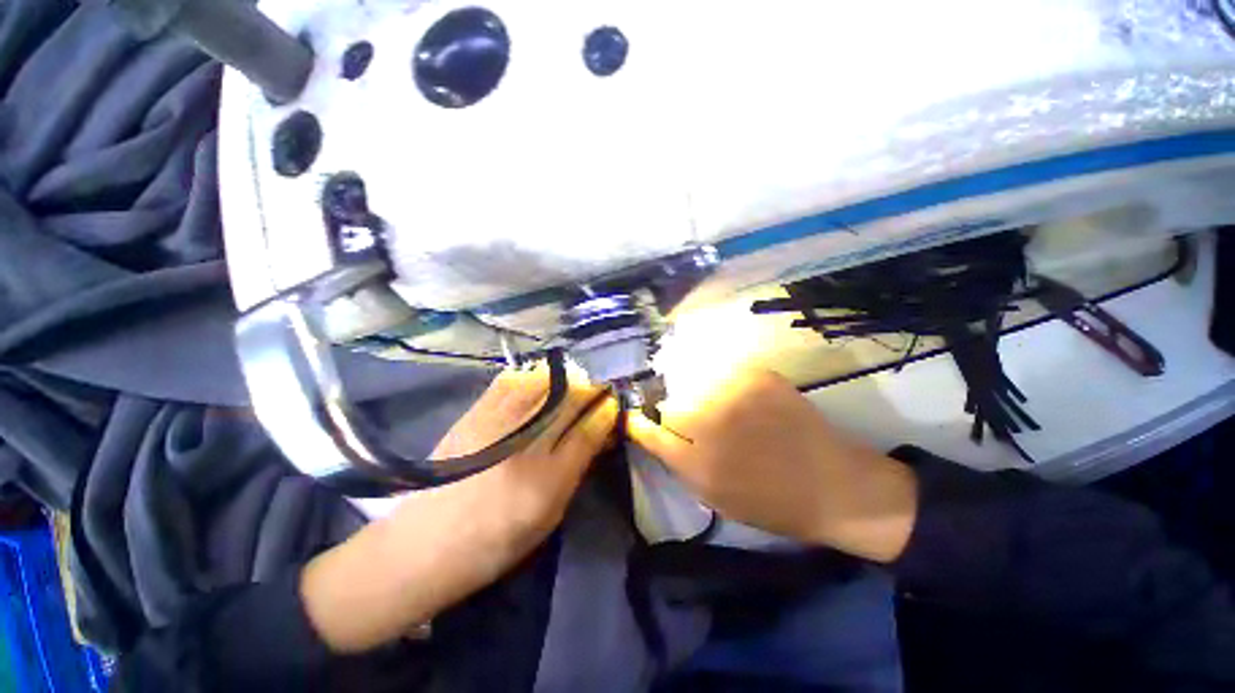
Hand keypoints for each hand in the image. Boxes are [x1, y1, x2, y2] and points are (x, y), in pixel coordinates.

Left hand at [302, 369, 617, 652]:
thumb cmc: (495, 542)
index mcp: (548, 482)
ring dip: (566, 377)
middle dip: (591, 388)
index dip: (606, 412)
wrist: (423, 545)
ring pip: (543, 384)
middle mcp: (525, 447)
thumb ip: (575, 471)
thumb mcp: (548, 517)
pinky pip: (508, 382)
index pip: (589, 431)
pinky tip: (540, 377)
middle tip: (600, 386)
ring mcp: (496, 426)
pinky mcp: (472, 416)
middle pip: (569, 401)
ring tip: (575, 378)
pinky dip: (530, 375)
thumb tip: (596, 435)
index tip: (614, 402)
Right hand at [628, 369, 916, 562]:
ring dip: (697, 393)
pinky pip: (723, 371)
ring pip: (694, 383)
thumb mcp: (717, 499)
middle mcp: (711, 426)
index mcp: (698, 465)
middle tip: (689, 417)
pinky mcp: (758, 378)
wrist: (838, 487)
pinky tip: (738, 394)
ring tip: (717, 405)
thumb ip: (681, 465)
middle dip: (672, 411)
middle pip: (670, 405)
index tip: (633, 416)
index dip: (638, 422)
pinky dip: (723, 380)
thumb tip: (657, 433)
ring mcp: (735, 397)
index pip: (650, 432)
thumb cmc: (773, 504)